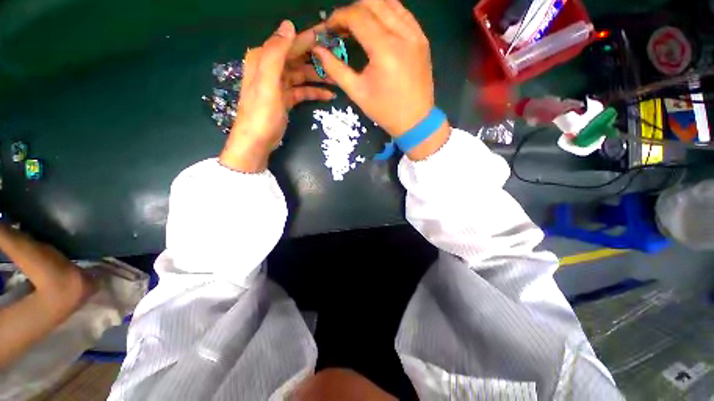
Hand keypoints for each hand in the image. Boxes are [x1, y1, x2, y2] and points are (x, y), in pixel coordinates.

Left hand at [220, 20, 334, 172]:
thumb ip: (276, 53)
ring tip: (337, 80)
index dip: (310, 38)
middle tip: (338, 59)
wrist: (257, 141)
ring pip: (302, 75)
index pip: (290, 43)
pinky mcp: (285, 99)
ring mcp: (279, 84)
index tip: (330, 35)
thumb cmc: (262, 113)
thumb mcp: (267, 82)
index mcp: (264, 59)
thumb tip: (289, 25)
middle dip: (317, 59)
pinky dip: (314, 92)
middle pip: (298, 58)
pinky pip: (302, 91)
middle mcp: (271, 68)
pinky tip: (328, 95)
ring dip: (318, 77)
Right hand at [312, 0, 450, 159]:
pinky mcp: (422, 39)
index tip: (329, 29)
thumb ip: (336, 69)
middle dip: (352, 10)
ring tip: (359, 25)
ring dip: (370, 8)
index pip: (357, 16)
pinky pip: (403, 14)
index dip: (339, 17)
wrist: (415, 120)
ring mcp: (416, 34)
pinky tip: (379, 26)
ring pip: (390, 3)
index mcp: (385, 49)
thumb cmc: (385, 111)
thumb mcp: (357, 93)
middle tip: (343, 27)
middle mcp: (403, 34)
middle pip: (373, 2)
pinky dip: (387, 12)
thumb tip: (318, 50)